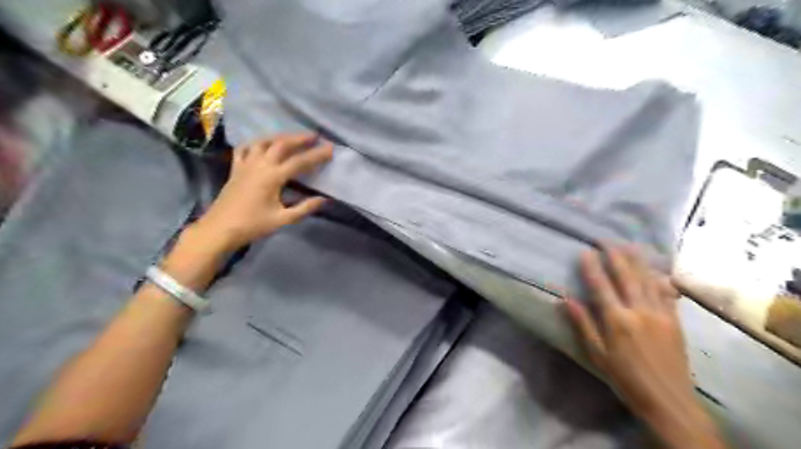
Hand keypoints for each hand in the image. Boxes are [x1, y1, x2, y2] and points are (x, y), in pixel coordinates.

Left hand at [190, 132, 331, 251]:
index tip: (331, 148)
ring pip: (263, 142)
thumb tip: (324, 199)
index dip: (316, 155)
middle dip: (299, 138)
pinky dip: (255, 143)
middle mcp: (259, 165)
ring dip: (279, 137)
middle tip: (314, 136)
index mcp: (273, 177)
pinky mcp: (235, 169)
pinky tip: (262, 144)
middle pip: (281, 144)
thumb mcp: (283, 220)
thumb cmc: (253, 225)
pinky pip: (245, 149)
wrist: (219, 229)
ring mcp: (245, 165)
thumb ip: (305, 208)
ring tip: (291, 137)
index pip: (299, 162)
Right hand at [562, 245, 726, 448]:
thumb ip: (583, 324)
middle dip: (615, 256)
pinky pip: (667, 293)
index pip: (601, 286)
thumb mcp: (597, 354)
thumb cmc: (625, 377)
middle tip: (606, 240)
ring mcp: (660, 314)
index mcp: (617, 320)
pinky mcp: (675, 320)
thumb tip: (565, 300)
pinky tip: (655, 269)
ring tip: (628, 245)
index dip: (592, 267)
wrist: (668, 399)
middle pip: (626, 276)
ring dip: (637, 260)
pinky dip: (659, 278)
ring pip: (647, 280)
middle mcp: (639, 311)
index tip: (584, 251)